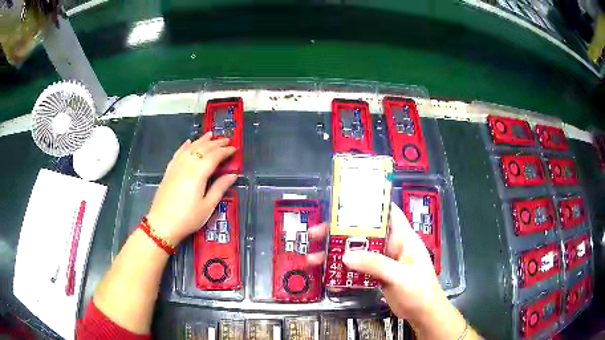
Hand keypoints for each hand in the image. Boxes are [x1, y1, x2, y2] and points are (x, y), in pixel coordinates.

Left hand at [146, 132, 237, 244]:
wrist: (162, 224)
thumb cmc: (188, 218)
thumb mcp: (207, 206)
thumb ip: (220, 188)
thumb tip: (233, 174)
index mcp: (198, 173)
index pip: (214, 156)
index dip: (225, 151)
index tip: (235, 148)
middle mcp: (187, 165)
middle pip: (203, 149)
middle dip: (216, 143)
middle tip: (227, 140)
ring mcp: (176, 166)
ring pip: (190, 148)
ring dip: (201, 140)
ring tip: (210, 134)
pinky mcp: (169, 171)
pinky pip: (178, 153)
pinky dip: (185, 146)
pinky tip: (188, 142)